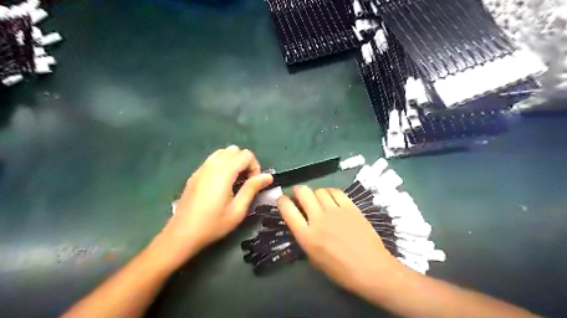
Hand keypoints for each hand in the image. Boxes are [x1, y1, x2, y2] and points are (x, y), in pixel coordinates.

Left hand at [154, 147, 272, 267]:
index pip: (246, 155)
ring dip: (233, 161)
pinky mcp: (195, 174)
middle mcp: (212, 166)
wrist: (182, 235)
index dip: (255, 167)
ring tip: (234, 181)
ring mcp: (201, 169)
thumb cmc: (213, 225)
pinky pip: (212, 159)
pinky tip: (221, 183)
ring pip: (222, 152)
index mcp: (224, 174)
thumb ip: (252, 189)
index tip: (252, 184)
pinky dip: (222, 164)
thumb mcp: (238, 210)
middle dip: (245, 162)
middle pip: (234, 150)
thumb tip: (268, 176)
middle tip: (245, 182)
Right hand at [278, 186, 399, 292]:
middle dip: (297, 191)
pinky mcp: (350, 207)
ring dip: (315, 193)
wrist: (371, 269)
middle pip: (303, 192)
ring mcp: (335, 211)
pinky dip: (330, 192)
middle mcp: (318, 219)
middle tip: (299, 196)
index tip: (283, 200)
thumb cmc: (341, 271)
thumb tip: (302, 221)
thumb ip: (305, 237)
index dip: (282, 201)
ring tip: (317, 199)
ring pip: (319, 190)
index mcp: (307, 236)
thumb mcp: (314, 258)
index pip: (287, 209)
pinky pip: (336, 192)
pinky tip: (331, 198)